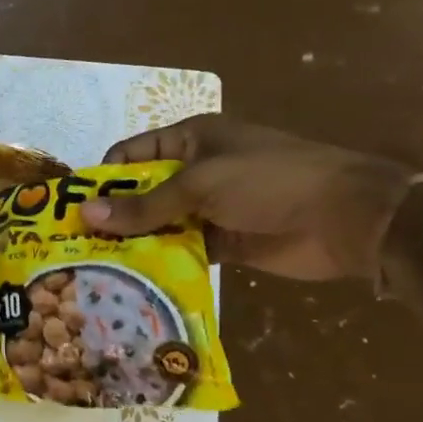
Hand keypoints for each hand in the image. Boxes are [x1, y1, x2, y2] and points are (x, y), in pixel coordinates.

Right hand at [80, 115, 414, 281]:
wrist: (349, 219)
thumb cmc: (270, 181)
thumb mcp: (200, 185)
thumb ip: (143, 205)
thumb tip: (85, 214)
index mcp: (191, 141)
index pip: (132, 154)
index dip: (103, 178)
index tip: (73, 208)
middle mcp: (196, 172)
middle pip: (141, 192)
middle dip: (113, 216)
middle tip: (77, 245)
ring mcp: (210, 208)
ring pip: (159, 224)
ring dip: (135, 243)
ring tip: (98, 267)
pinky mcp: (224, 242)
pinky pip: (182, 250)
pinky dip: (162, 263)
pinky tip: (135, 280)